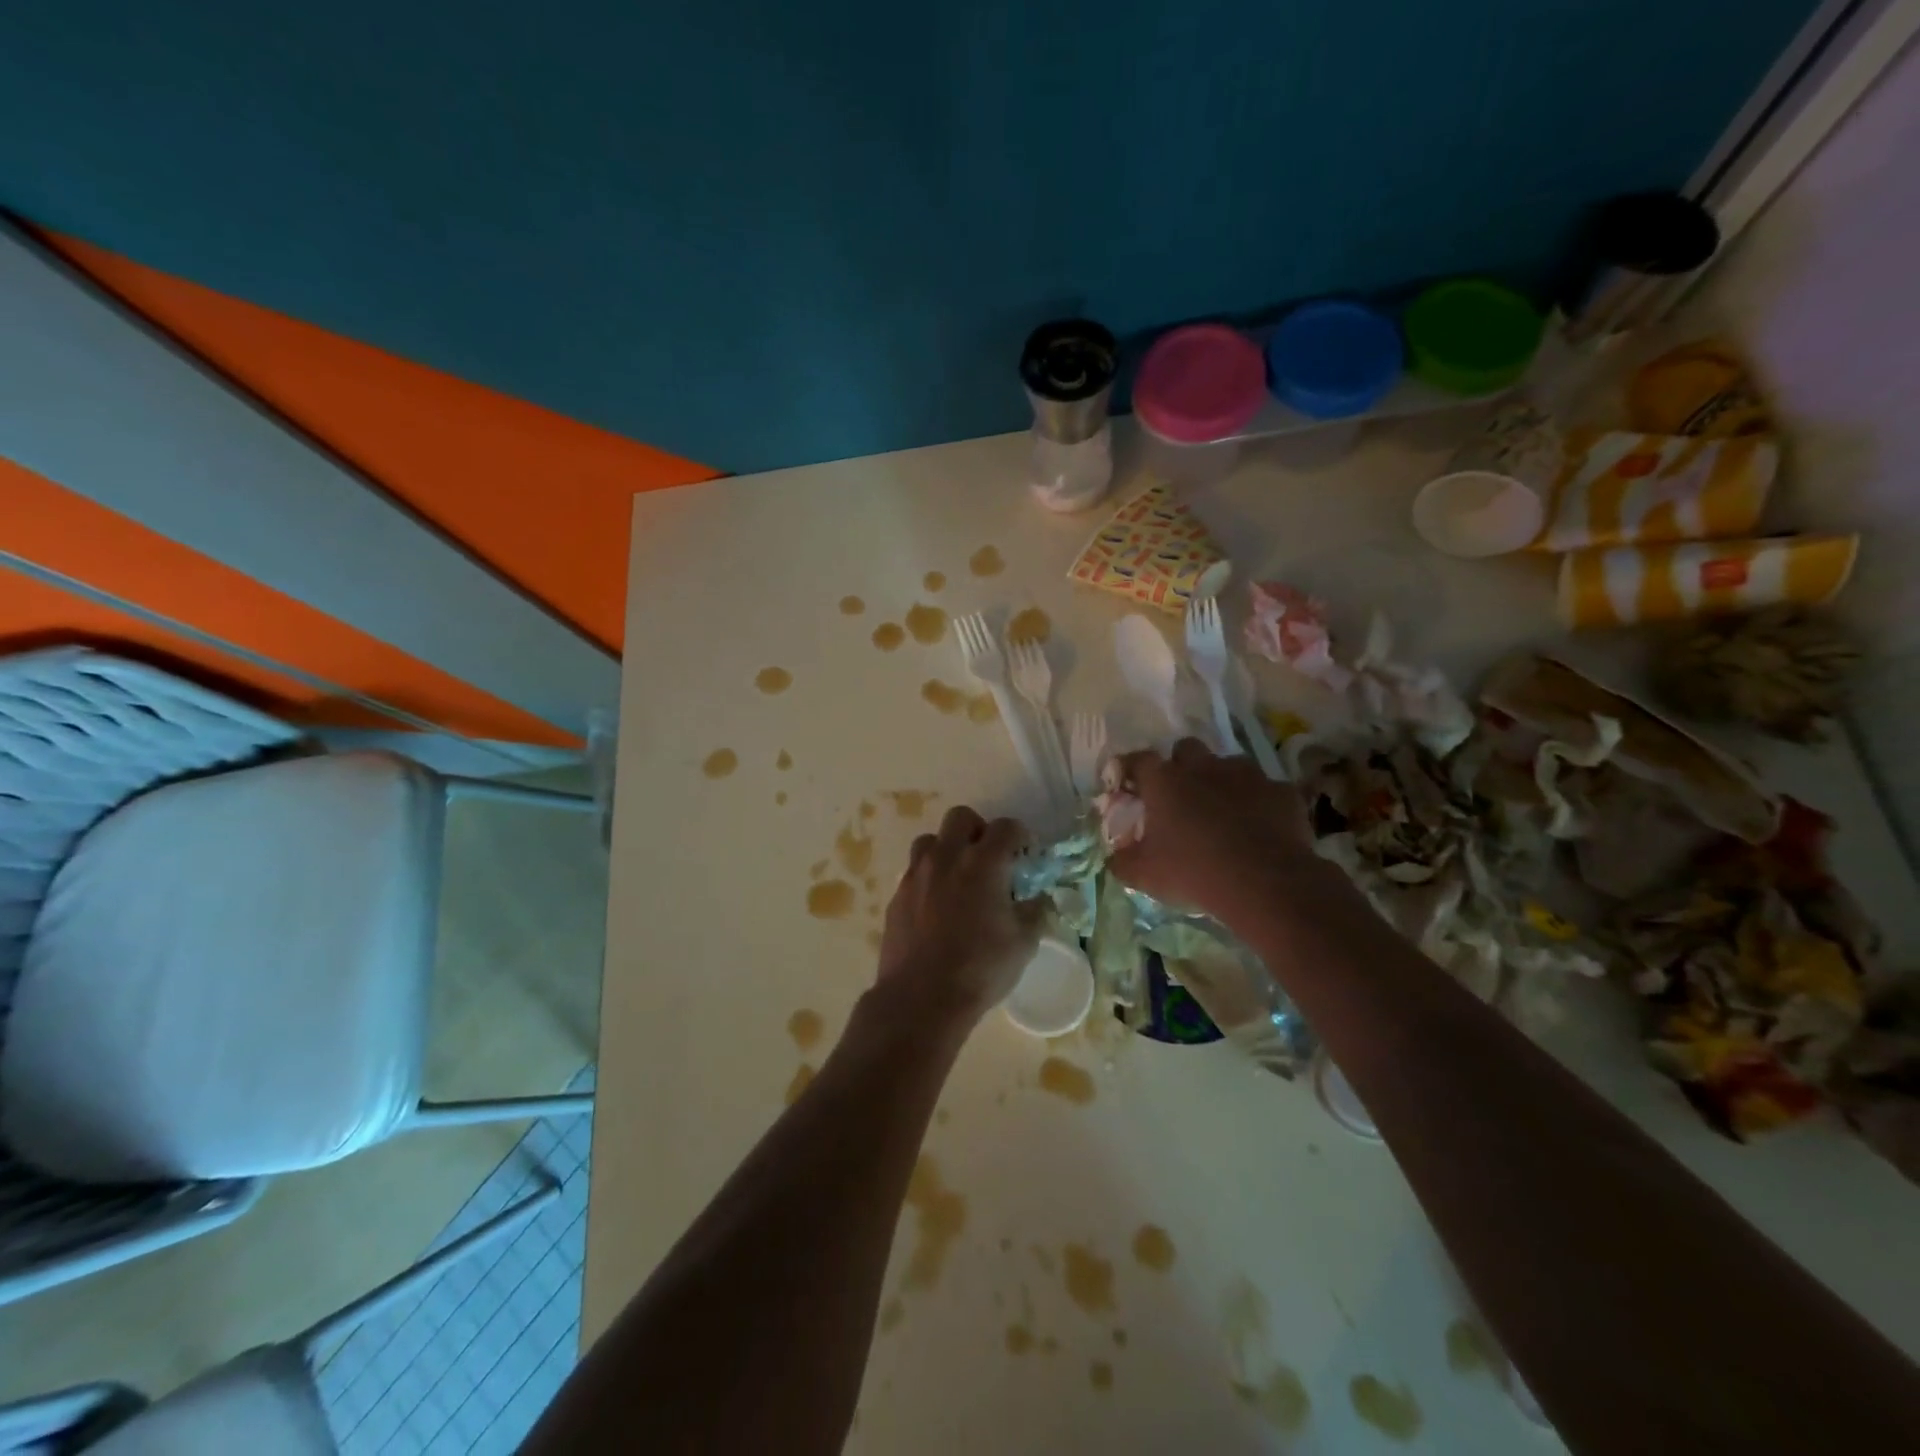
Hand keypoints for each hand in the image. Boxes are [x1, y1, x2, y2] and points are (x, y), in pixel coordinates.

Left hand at [877, 805, 1045, 1023]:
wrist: (921, 998)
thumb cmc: (980, 968)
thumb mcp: (1023, 943)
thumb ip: (1035, 912)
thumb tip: (1038, 899)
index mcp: (983, 863)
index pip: (1005, 827)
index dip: (1020, 835)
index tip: (1025, 853)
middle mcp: (946, 857)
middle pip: (961, 818)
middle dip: (979, 830)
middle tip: (990, 858)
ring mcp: (917, 874)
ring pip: (931, 840)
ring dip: (948, 848)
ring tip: (959, 876)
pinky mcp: (897, 895)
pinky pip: (915, 871)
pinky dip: (930, 876)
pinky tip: (938, 905)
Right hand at [1108, 739, 1323, 921]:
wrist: (1264, 882)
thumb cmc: (1193, 871)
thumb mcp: (1143, 874)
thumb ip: (1122, 861)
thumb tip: (1115, 857)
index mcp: (1164, 780)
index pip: (1138, 760)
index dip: (1130, 769)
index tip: (1127, 784)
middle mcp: (1204, 766)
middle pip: (1186, 749)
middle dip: (1180, 766)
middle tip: (1178, 796)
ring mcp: (1247, 774)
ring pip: (1229, 765)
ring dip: (1221, 782)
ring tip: (1222, 812)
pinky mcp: (1281, 791)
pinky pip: (1265, 790)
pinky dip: (1258, 804)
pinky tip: (1258, 828)